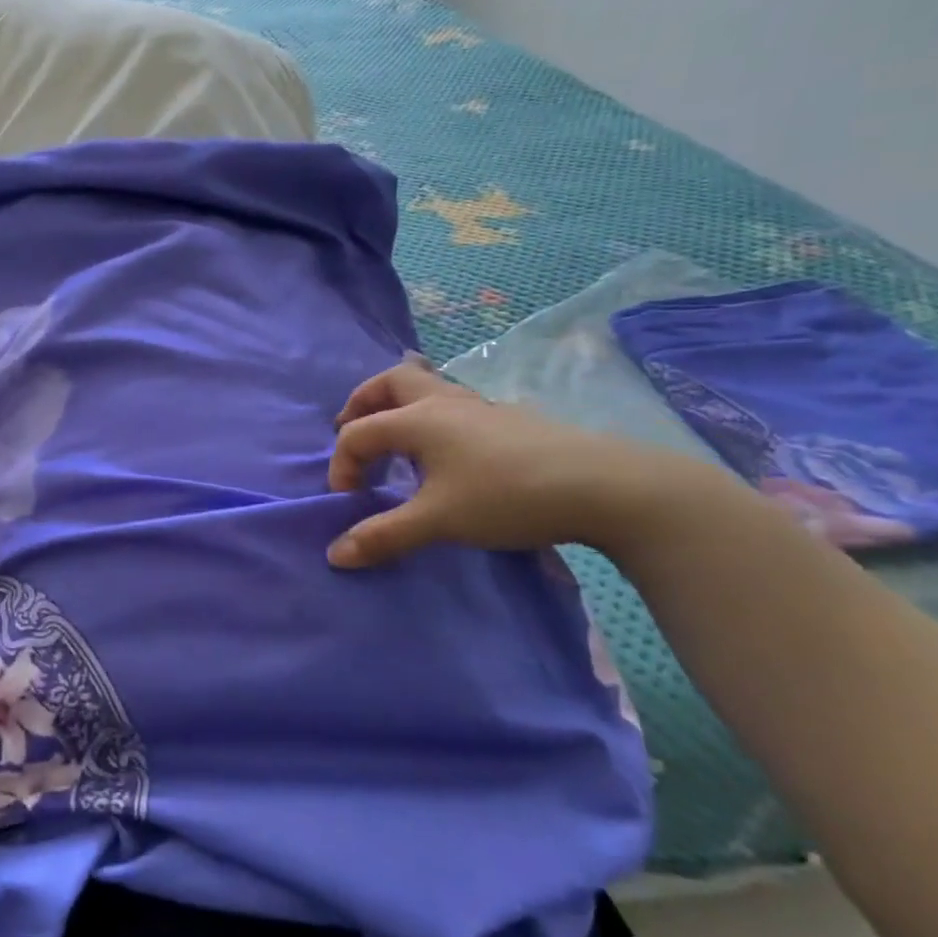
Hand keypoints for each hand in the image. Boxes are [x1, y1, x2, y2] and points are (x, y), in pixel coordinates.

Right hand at [326, 359, 720, 566]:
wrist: (602, 486)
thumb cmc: (506, 497)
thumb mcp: (438, 521)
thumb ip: (383, 536)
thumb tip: (335, 555)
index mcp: (417, 420)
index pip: (358, 433)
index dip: (341, 465)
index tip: (348, 502)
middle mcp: (442, 401)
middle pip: (389, 381)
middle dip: (362, 403)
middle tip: (351, 430)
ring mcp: (478, 405)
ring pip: (425, 385)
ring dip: (397, 405)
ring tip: (395, 440)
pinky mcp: (506, 418)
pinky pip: (452, 402)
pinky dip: (430, 416)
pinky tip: (445, 452)